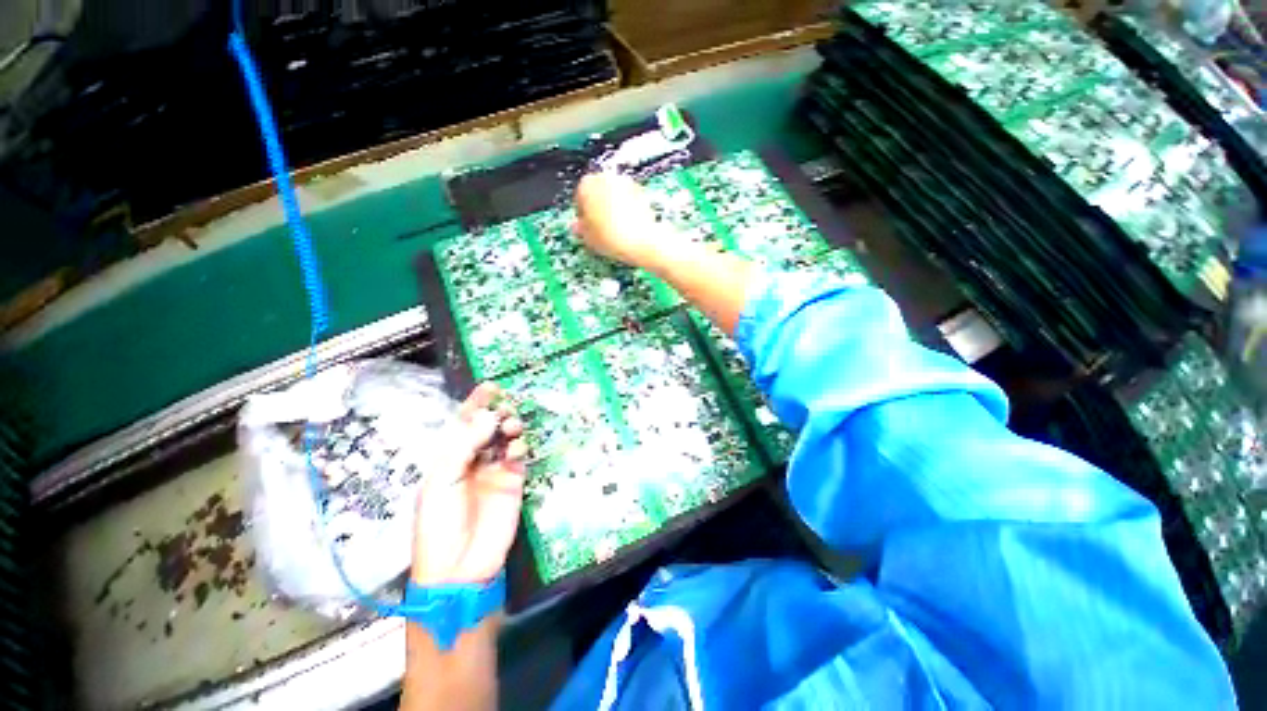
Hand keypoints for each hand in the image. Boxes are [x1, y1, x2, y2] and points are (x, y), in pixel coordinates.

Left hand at [412, 383, 526, 585]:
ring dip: (511, 426)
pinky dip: (521, 446)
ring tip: (512, 427)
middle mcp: (473, 459)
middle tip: (505, 409)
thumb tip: (489, 415)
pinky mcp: (514, 480)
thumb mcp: (442, 481)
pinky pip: (519, 455)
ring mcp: (495, 469)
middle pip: (489, 427)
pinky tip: (517, 448)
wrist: (459, 566)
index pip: (463, 424)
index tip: (491, 386)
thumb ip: (465, 445)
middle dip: (498, 413)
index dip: (476, 404)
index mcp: (450, 458)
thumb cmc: (439, 523)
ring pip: (507, 438)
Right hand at [574, 172, 670, 269]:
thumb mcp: (588, 238)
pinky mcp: (641, 190)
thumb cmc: (610, 237)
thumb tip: (577, 226)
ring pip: (613, 195)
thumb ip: (580, 229)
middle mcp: (606, 177)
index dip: (582, 214)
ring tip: (614, 228)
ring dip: (612, 207)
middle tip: (600, 227)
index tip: (586, 226)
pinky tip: (627, 226)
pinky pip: (628, 199)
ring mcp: (625, 182)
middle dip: (597, 207)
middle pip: (597, 192)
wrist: (641, 240)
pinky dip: (626, 209)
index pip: (579, 197)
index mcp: (587, 185)